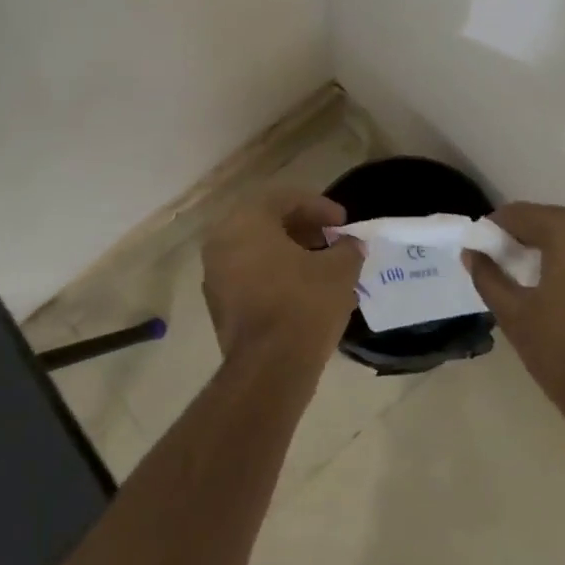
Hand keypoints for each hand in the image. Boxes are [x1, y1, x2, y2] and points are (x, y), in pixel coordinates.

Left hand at [202, 189, 366, 368]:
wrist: (269, 367)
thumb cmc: (304, 305)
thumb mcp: (339, 270)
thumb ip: (347, 248)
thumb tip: (350, 244)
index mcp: (247, 222)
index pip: (285, 198)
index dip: (320, 206)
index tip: (343, 222)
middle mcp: (222, 241)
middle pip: (266, 221)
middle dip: (303, 228)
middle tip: (331, 239)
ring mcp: (214, 274)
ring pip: (256, 249)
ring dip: (289, 252)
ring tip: (321, 265)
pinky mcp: (218, 303)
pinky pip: (248, 274)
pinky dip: (274, 273)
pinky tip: (303, 289)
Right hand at [463, 203, 564, 461]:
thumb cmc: (562, 352)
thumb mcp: (513, 313)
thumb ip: (488, 276)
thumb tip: (471, 253)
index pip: (524, 214)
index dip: (497, 227)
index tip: (482, 246)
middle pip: (558, 222)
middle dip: (530, 237)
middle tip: (508, 262)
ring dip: (562, 250)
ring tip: (541, 279)